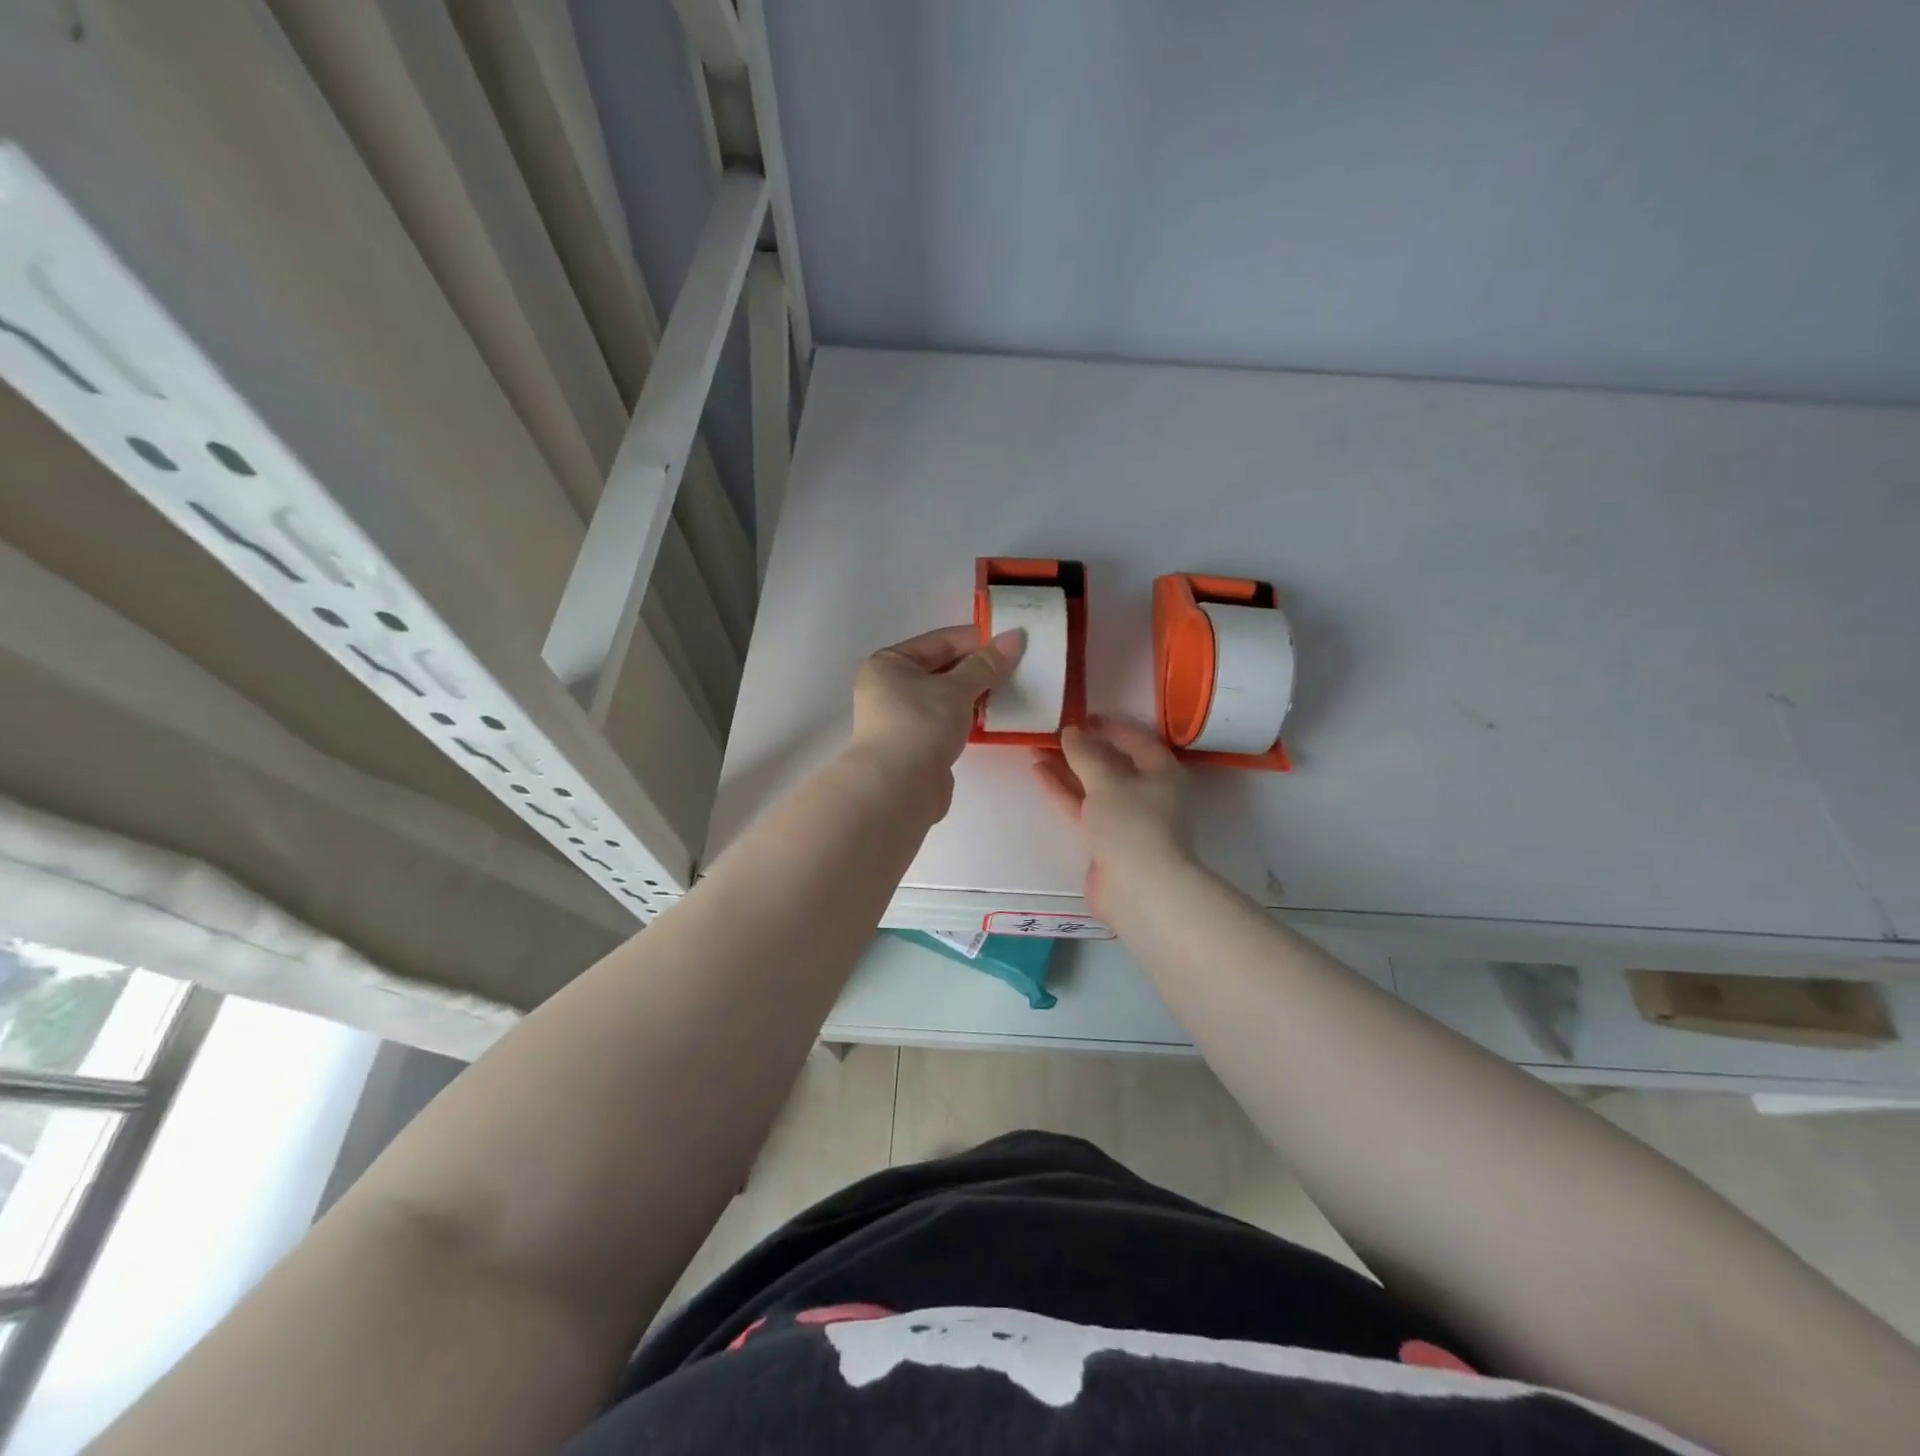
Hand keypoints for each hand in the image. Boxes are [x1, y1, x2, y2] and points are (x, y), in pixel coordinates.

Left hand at [849, 624, 1025, 809]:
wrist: (897, 790)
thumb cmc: (920, 726)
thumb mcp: (956, 689)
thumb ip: (987, 664)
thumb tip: (1016, 636)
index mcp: (890, 663)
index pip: (941, 641)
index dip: (978, 639)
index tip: (1014, 639)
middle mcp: (891, 687)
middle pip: (944, 668)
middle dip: (981, 668)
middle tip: (1022, 665)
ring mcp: (904, 718)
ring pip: (948, 697)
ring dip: (978, 694)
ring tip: (1016, 689)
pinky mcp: (919, 744)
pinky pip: (949, 721)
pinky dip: (971, 717)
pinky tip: (998, 716)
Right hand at [1032, 719, 1194, 918]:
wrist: (1139, 889)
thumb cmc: (1132, 823)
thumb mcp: (1106, 780)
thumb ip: (1085, 754)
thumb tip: (1071, 731)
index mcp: (1162, 773)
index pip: (1136, 740)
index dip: (1110, 726)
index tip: (1082, 716)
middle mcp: (1149, 794)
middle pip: (1113, 764)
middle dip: (1083, 749)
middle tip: (1053, 731)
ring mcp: (1127, 820)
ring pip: (1094, 787)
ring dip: (1067, 769)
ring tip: (1036, 748)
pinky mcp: (1106, 841)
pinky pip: (1084, 808)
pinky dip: (1064, 791)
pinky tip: (1040, 773)